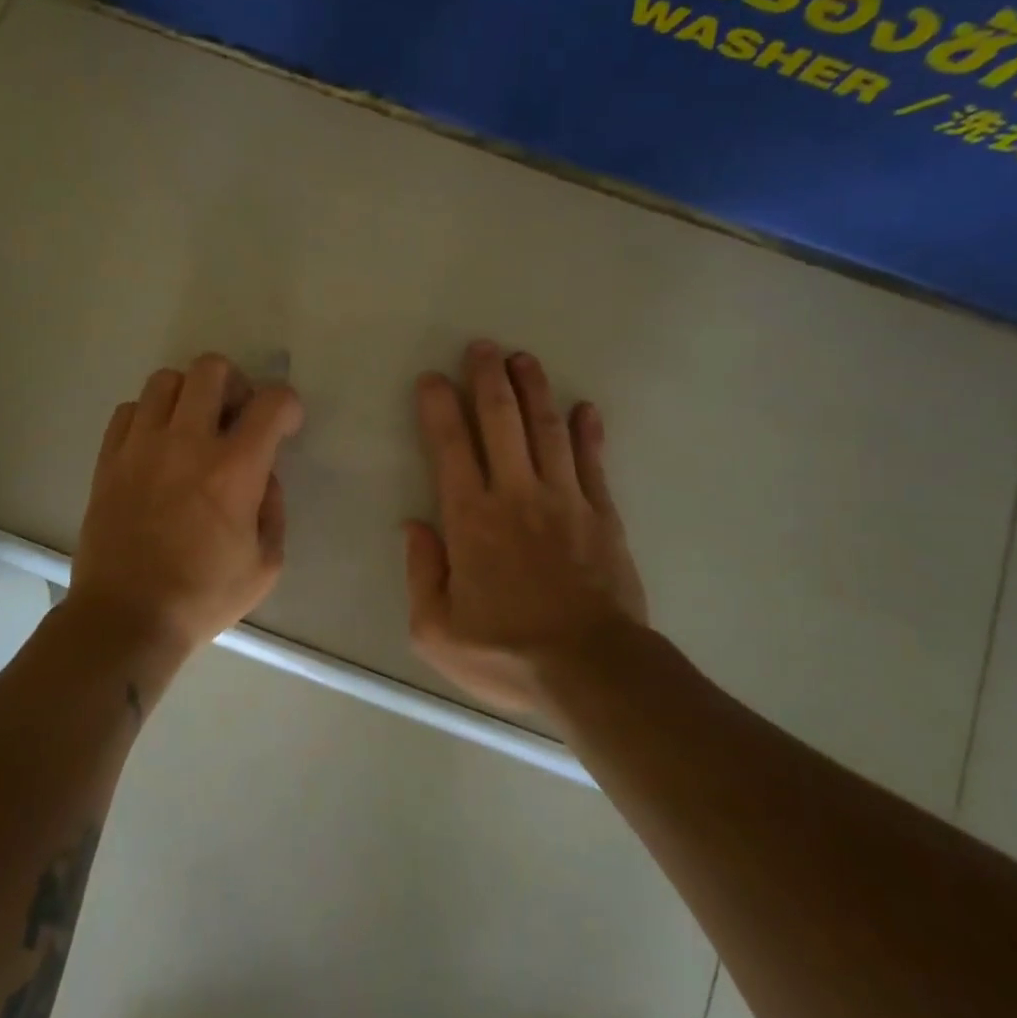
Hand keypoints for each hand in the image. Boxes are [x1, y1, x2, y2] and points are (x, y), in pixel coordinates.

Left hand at [69, 354, 303, 652]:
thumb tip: (264, 476)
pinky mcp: (109, 460)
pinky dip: (149, 415)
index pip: (271, 402)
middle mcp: (187, 443)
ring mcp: (141, 447)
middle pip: (210, 369)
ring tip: (194, 426)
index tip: (286, 425)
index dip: (288, 405)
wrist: (126, 617)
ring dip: (189, 394)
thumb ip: (274, 509)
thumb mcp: (266, 564)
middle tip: (236, 416)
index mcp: (234, 469)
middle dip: (235, 382)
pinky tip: (157, 445)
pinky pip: (128, 410)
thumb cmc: (203, 596)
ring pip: (165, 380)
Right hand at [406, 341, 646, 713]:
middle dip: (488, 378)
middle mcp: (516, 495)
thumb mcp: (436, 631)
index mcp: (471, 519)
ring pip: (546, 429)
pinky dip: (588, 432)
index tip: (432, 378)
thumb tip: (414, 526)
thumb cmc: (507, 654)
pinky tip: (585, 408)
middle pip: (500, 421)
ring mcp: (564, 499)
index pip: (449, 447)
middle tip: (482, 347)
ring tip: (523, 358)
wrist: (591, 670)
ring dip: (533, 390)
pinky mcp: (602, 514)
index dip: (438, 407)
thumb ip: (421, 573)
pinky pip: (592, 462)